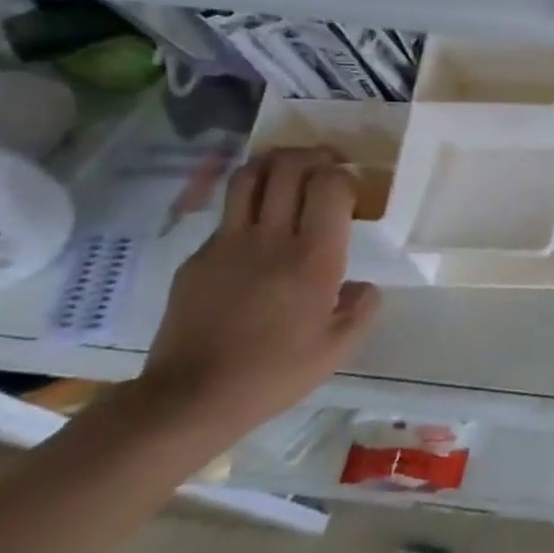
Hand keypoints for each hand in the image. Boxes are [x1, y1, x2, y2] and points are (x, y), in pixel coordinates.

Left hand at [139, 147, 380, 441]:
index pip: (329, 186)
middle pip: (287, 168)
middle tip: (328, 164)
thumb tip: (361, 285)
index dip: (344, 175)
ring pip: (248, 177)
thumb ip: (362, 307)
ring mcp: (227, 244)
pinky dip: (250, 203)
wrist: (192, 396)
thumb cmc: (276, 373)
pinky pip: (228, 214)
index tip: (355, 186)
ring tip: (292, 171)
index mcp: (313, 259)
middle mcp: (270, 239)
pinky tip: (261, 227)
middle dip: (312, 156)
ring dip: (275, 164)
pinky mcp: (198, 257)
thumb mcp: (340, 347)